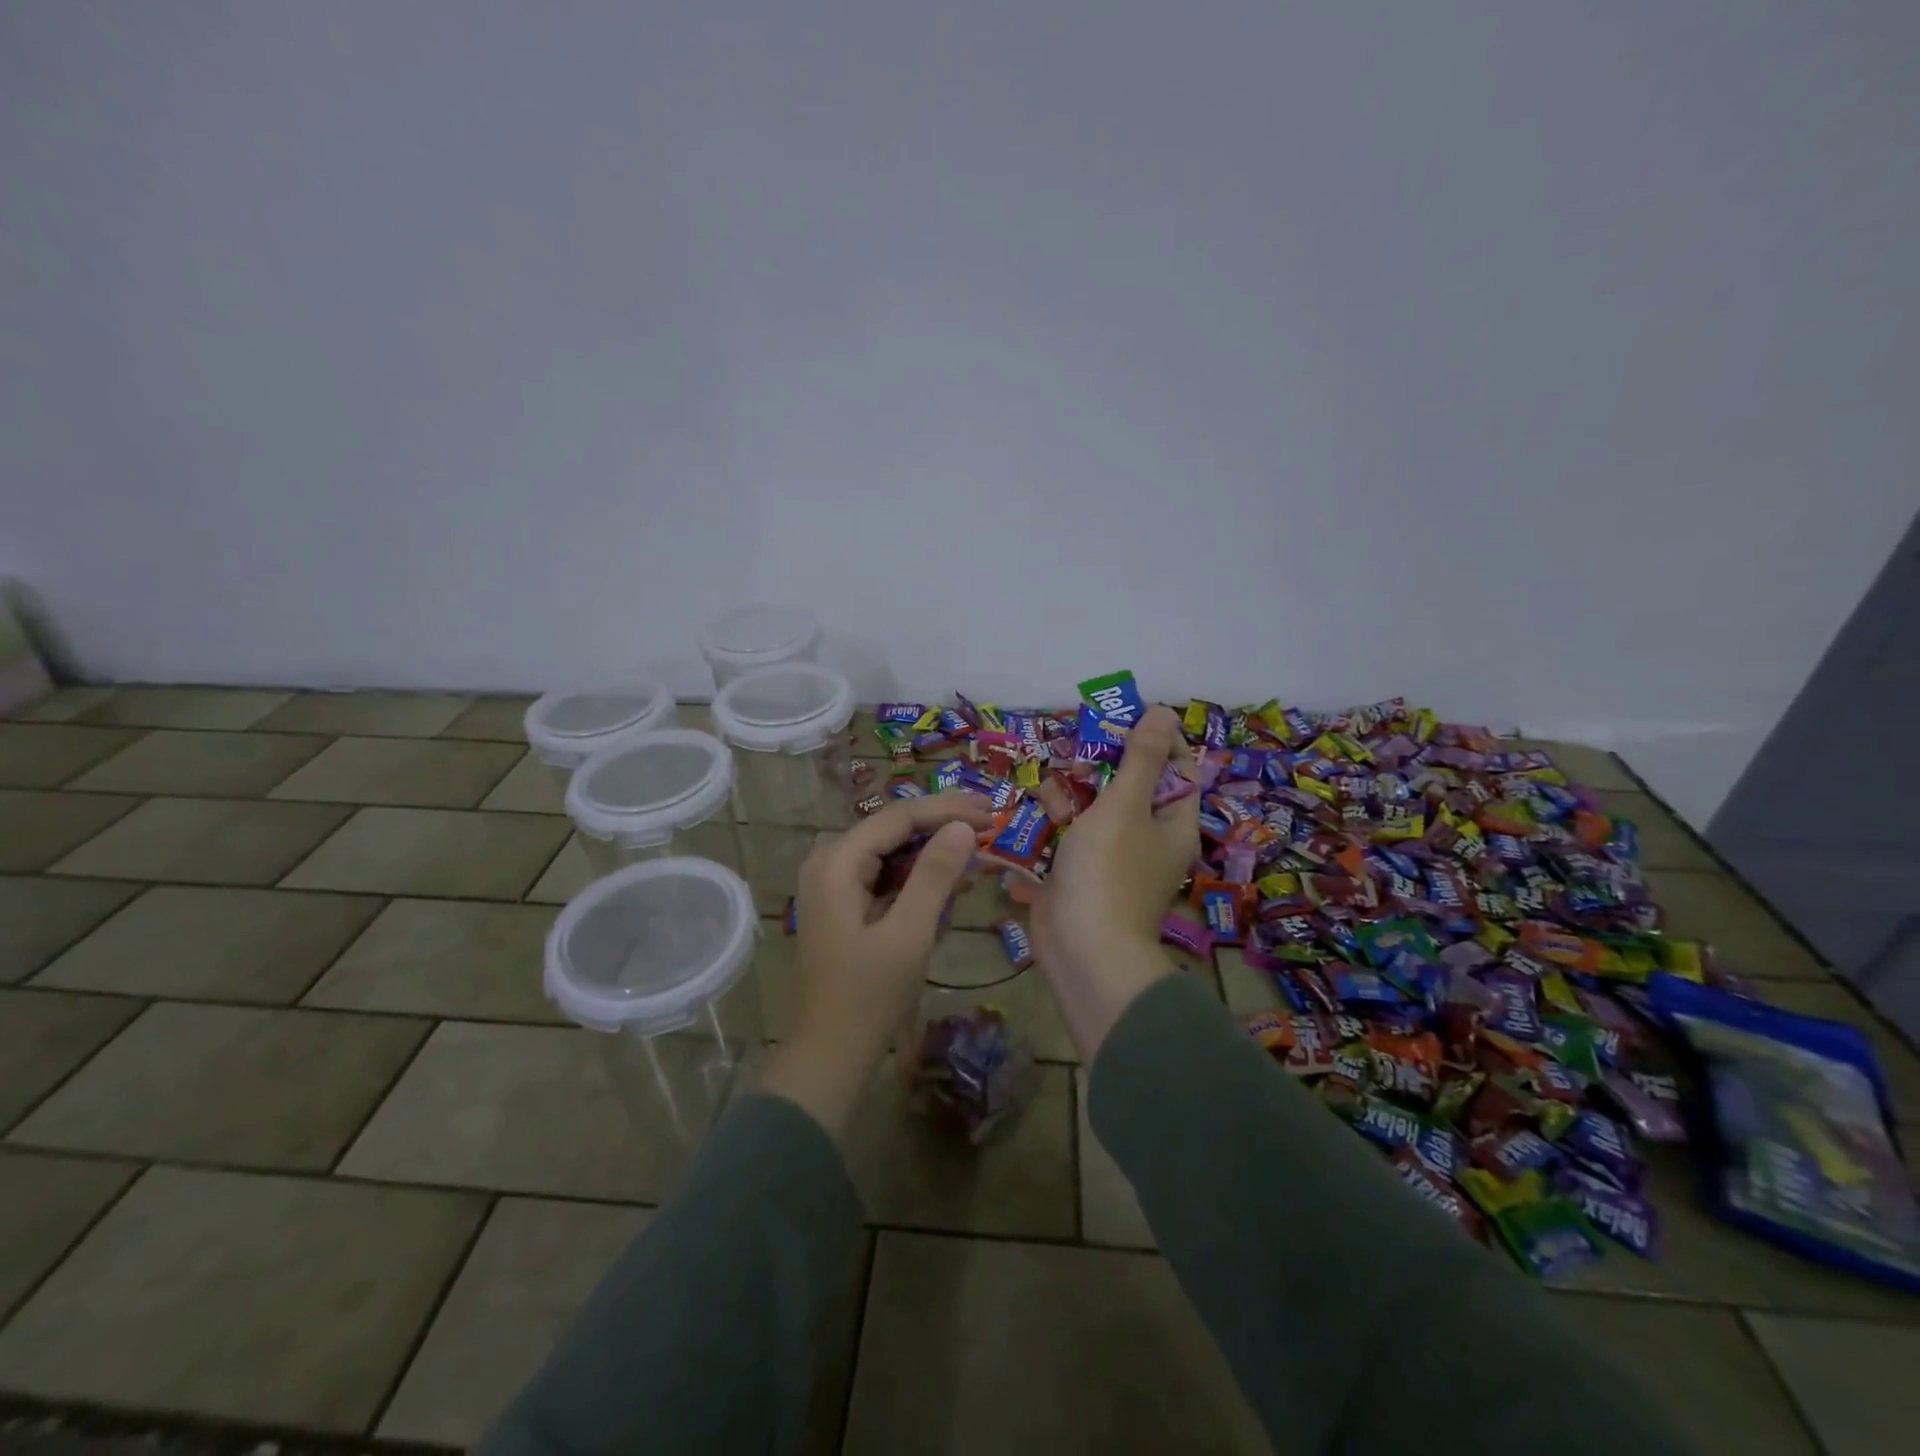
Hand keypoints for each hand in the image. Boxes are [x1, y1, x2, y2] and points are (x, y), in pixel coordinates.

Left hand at [759, 791, 994, 1138]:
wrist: (830, 1054)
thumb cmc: (869, 996)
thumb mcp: (909, 933)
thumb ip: (935, 876)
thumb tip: (963, 827)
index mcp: (836, 863)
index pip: (898, 817)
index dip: (946, 810)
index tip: (991, 812)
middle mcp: (828, 862)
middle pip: (892, 827)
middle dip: (942, 822)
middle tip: (990, 820)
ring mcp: (832, 883)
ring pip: (890, 848)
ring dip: (933, 846)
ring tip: (978, 842)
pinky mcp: (842, 902)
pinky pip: (884, 873)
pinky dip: (917, 873)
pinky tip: (951, 876)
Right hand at [1032, 704, 1200, 1055]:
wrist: (1081, 949)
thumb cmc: (1109, 871)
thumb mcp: (1125, 806)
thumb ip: (1141, 758)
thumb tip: (1165, 711)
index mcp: (1173, 821)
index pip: (1177, 767)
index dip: (1154, 739)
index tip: (1120, 719)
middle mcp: (1149, 836)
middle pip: (1130, 783)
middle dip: (1101, 764)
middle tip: (1075, 749)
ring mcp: (1113, 854)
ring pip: (1096, 805)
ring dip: (1073, 791)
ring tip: (1052, 789)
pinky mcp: (1081, 868)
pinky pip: (1073, 830)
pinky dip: (1058, 818)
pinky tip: (1040, 810)